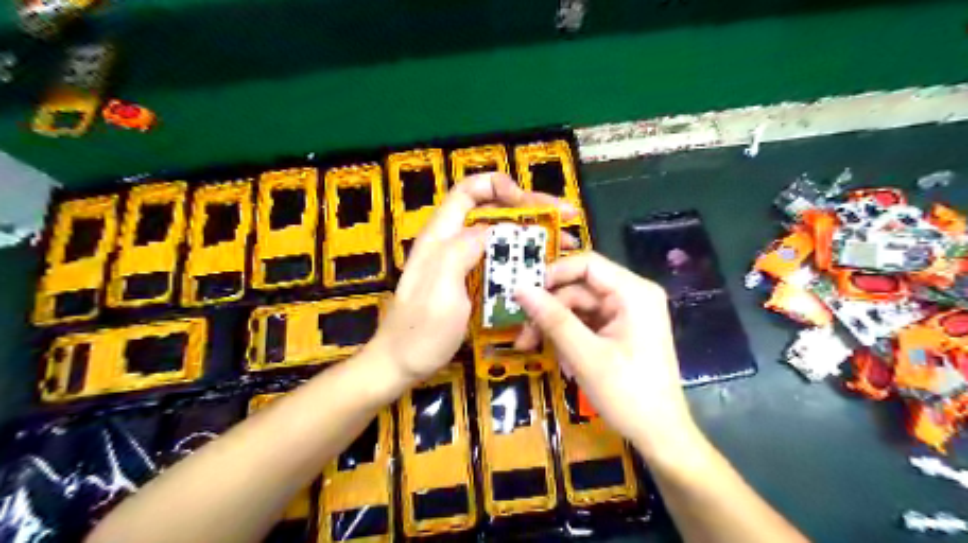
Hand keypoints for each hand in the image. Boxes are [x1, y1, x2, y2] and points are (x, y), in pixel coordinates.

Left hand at [369, 173, 576, 386]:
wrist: (401, 365)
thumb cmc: (419, 332)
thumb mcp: (440, 289)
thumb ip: (463, 251)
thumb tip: (494, 229)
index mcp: (441, 236)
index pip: (470, 191)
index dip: (501, 186)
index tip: (531, 204)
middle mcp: (453, 242)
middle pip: (493, 210)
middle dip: (531, 208)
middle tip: (567, 218)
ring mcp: (463, 263)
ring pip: (502, 236)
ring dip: (534, 235)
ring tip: (565, 244)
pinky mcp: (472, 282)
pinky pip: (502, 261)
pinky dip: (525, 259)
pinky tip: (546, 269)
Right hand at [514, 250, 696, 457]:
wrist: (661, 436)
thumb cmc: (628, 394)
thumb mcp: (585, 355)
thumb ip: (552, 318)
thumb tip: (519, 288)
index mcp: (633, 292)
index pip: (587, 264)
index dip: (553, 274)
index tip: (524, 294)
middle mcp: (631, 296)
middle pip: (579, 288)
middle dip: (548, 310)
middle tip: (522, 335)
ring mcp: (626, 314)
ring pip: (578, 307)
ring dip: (554, 327)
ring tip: (532, 350)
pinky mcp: (620, 331)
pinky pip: (586, 323)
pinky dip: (568, 338)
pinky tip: (561, 360)